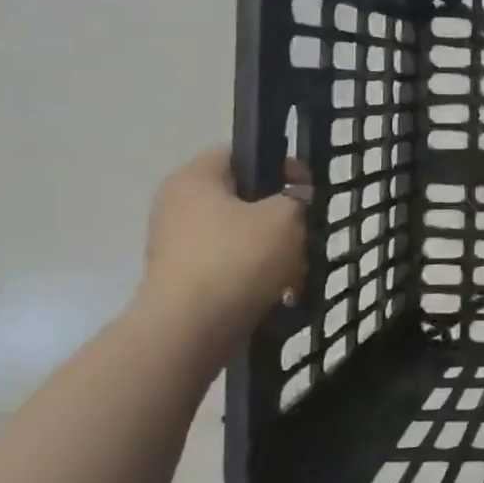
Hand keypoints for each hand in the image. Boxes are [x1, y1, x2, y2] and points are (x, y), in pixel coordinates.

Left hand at [139, 147, 307, 335]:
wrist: (191, 329)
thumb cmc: (239, 257)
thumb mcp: (285, 215)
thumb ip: (296, 198)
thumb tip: (293, 200)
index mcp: (194, 179)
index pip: (239, 153)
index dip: (279, 163)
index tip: (307, 186)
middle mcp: (177, 207)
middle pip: (242, 197)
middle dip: (279, 213)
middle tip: (305, 227)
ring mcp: (178, 246)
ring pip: (241, 234)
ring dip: (273, 247)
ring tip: (298, 267)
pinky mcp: (185, 280)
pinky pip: (231, 265)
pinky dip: (257, 273)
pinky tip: (282, 290)